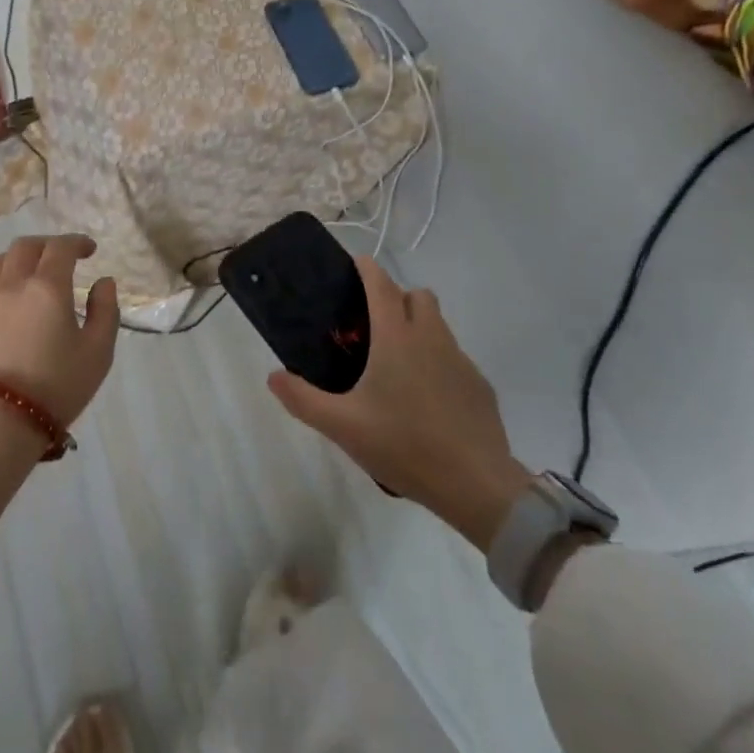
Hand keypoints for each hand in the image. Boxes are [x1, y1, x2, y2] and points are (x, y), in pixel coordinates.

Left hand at [0, 234, 119, 427]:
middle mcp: (12, 285)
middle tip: (61, 258)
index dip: (77, 242)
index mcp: (47, 286)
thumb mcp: (98, 352)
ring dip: (15, 260)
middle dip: (46, 245)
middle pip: (24, 247)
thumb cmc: (57, 386)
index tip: (89, 250)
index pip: (61, 247)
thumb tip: (103, 282)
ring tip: (28, 273)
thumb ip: (106, 311)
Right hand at [266, 256, 531, 550]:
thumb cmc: (404, 445)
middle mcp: (431, 337)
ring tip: (396, 366)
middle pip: (417, 295)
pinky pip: (454, 358)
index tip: (353, 267)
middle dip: (396, 298)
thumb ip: (303, 399)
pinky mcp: (479, 385)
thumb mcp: (342, 426)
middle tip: (372, 327)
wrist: (476, 485)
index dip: (366, 268)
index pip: (382, 283)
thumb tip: (274, 376)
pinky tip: (426, 399)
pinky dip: (438, 363)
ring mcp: (461, 360)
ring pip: (438, 325)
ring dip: (418, 328)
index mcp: (397, 337)